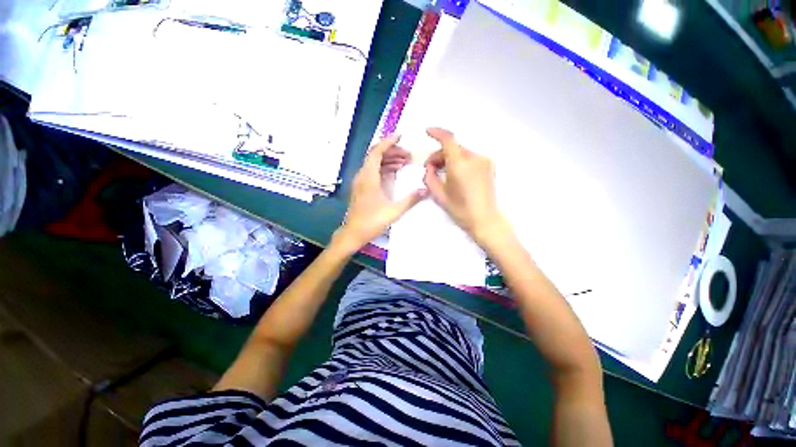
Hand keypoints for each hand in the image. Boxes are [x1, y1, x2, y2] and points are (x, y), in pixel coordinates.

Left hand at [337, 135, 427, 248]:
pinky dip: (383, 168)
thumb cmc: (371, 222)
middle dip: (392, 152)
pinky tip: (394, 172)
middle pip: (375, 155)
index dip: (388, 142)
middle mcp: (362, 176)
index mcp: (368, 177)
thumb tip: (425, 189)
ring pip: (374, 163)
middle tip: (408, 155)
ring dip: (388, 160)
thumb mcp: (394, 211)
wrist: (353, 233)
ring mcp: (360, 181)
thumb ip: (410, 199)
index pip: (376, 152)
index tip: (400, 136)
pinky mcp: (361, 187)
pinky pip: (372, 171)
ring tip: (404, 162)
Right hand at [423, 128, 507, 244]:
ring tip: (443, 174)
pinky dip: (460, 162)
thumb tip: (429, 167)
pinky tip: (456, 175)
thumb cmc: (460, 209)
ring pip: (461, 153)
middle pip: (453, 148)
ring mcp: (484, 161)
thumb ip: (430, 177)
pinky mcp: (489, 166)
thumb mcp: (438, 195)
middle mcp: (474, 158)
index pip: (448, 139)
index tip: (427, 131)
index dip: (436, 132)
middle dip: (439, 155)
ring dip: (450, 159)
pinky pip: (470, 158)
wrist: (485, 219)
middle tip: (430, 169)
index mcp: (460, 165)